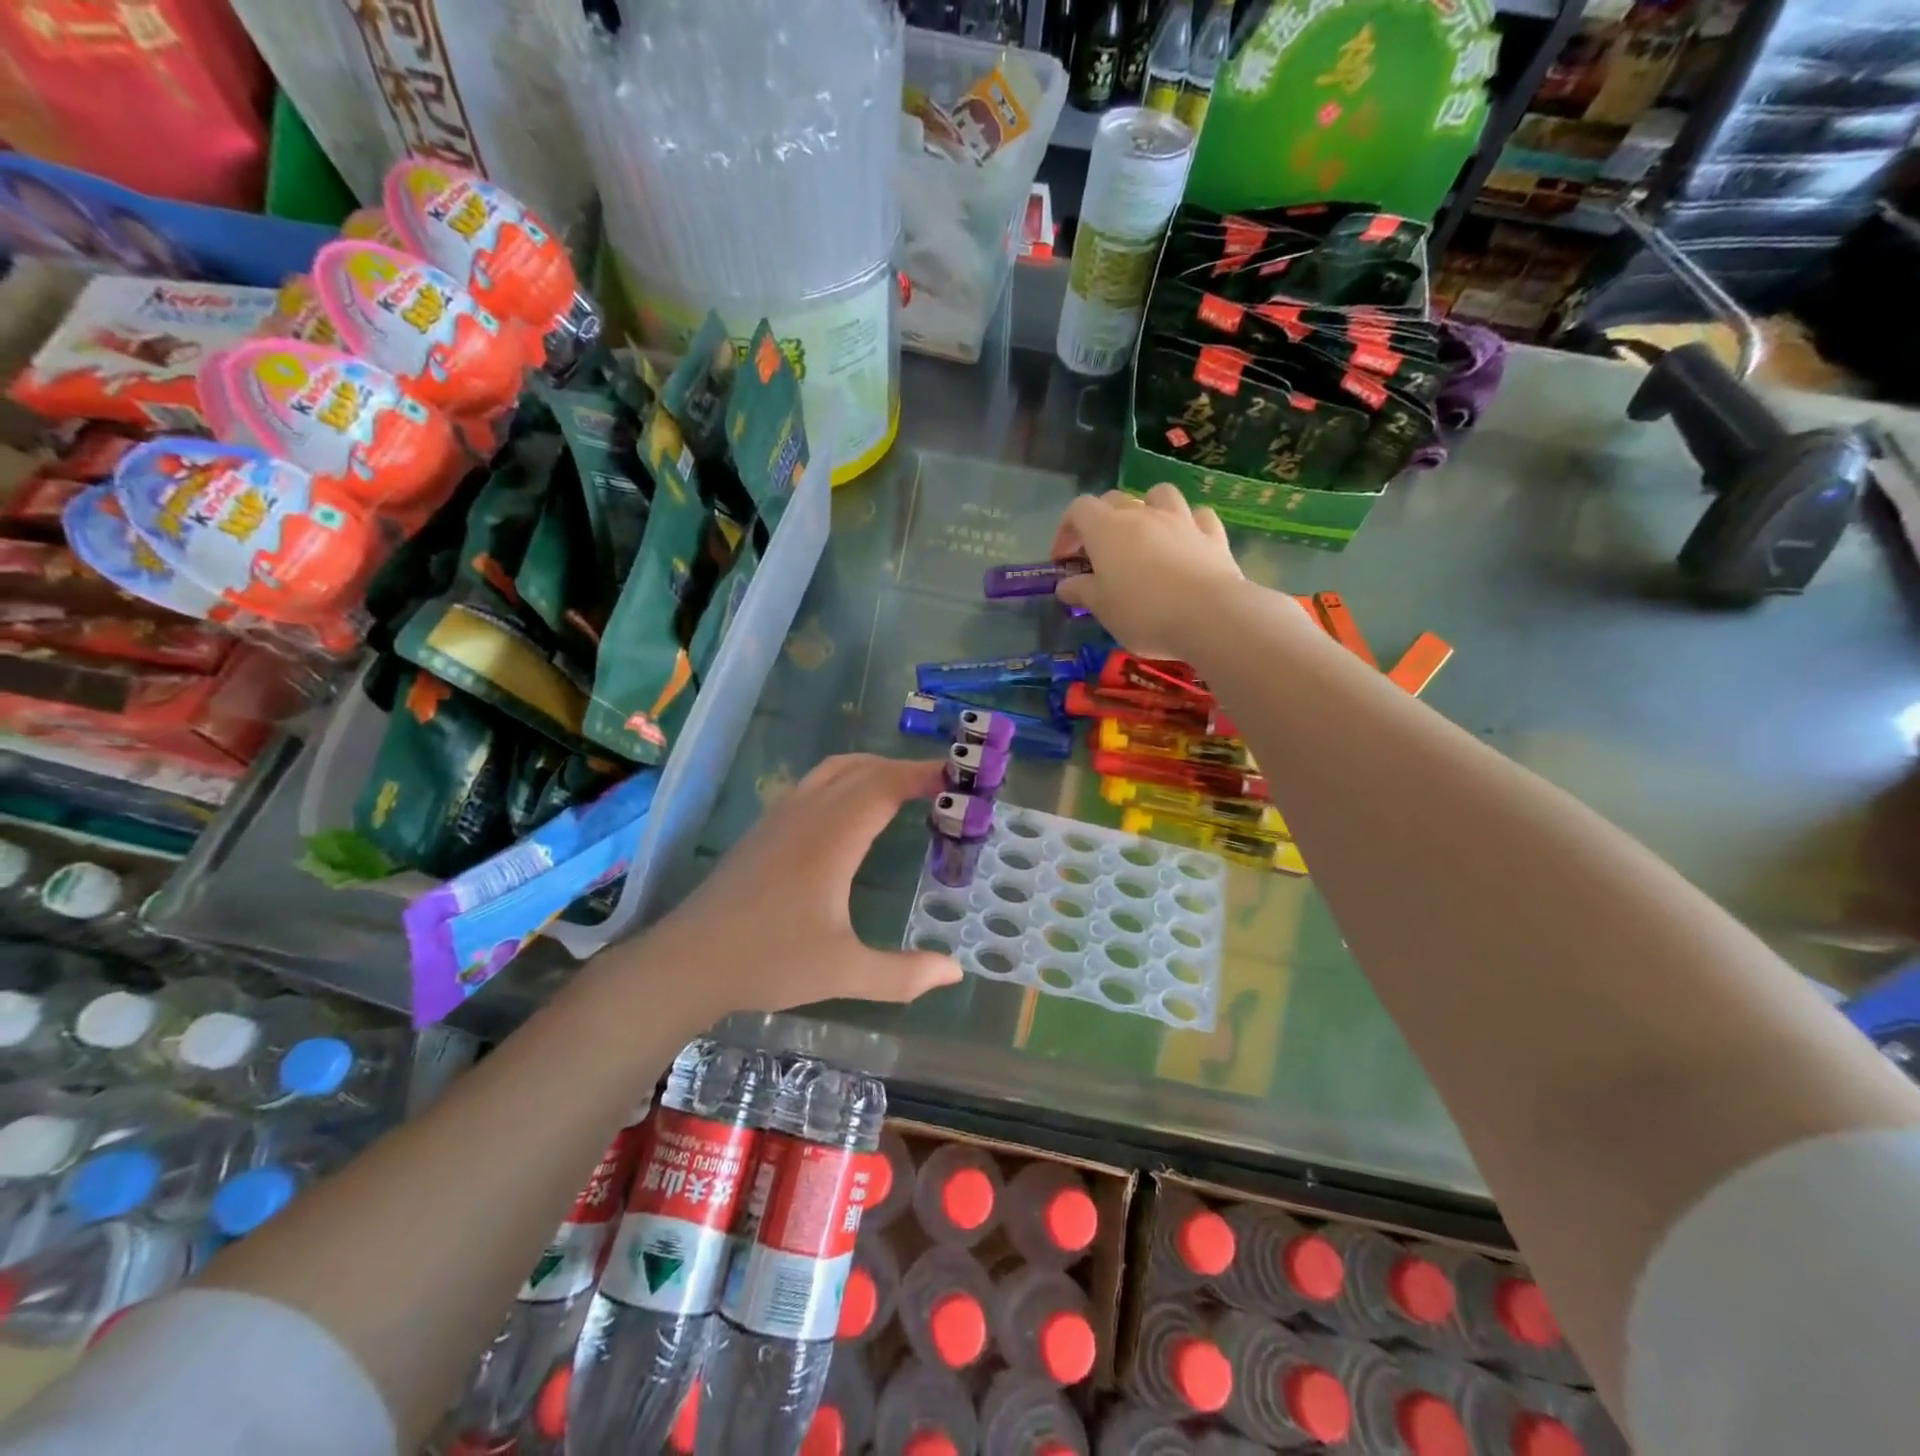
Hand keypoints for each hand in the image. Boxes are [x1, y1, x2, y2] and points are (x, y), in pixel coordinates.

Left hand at [646, 754, 962, 1014]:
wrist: (688, 961)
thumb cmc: (769, 961)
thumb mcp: (844, 972)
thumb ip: (903, 974)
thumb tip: (954, 972)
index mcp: (831, 838)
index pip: (884, 785)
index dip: (921, 774)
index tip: (956, 777)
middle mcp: (806, 814)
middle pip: (861, 769)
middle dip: (903, 769)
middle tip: (940, 787)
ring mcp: (780, 817)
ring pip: (833, 771)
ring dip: (872, 770)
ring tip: (902, 790)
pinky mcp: (764, 829)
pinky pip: (814, 785)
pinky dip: (846, 781)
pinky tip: (852, 813)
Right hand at [1051, 486, 1247, 658]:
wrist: (1209, 615)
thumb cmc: (1143, 612)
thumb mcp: (1102, 608)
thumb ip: (1081, 591)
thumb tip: (1065, 585)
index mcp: (1107, 529)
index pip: (1078, 510)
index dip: (1067, 530)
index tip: (1064, 559)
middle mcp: (1142, 514)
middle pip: (1114, 500)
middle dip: (1101, 521)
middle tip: (1098, 554)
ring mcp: (1180, 520)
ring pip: (1159, 495)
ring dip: (1147, 509)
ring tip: (1145, 536)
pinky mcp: (1212, 534)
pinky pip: (1197, 516)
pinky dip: (1188, 524)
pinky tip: (1186, 541)